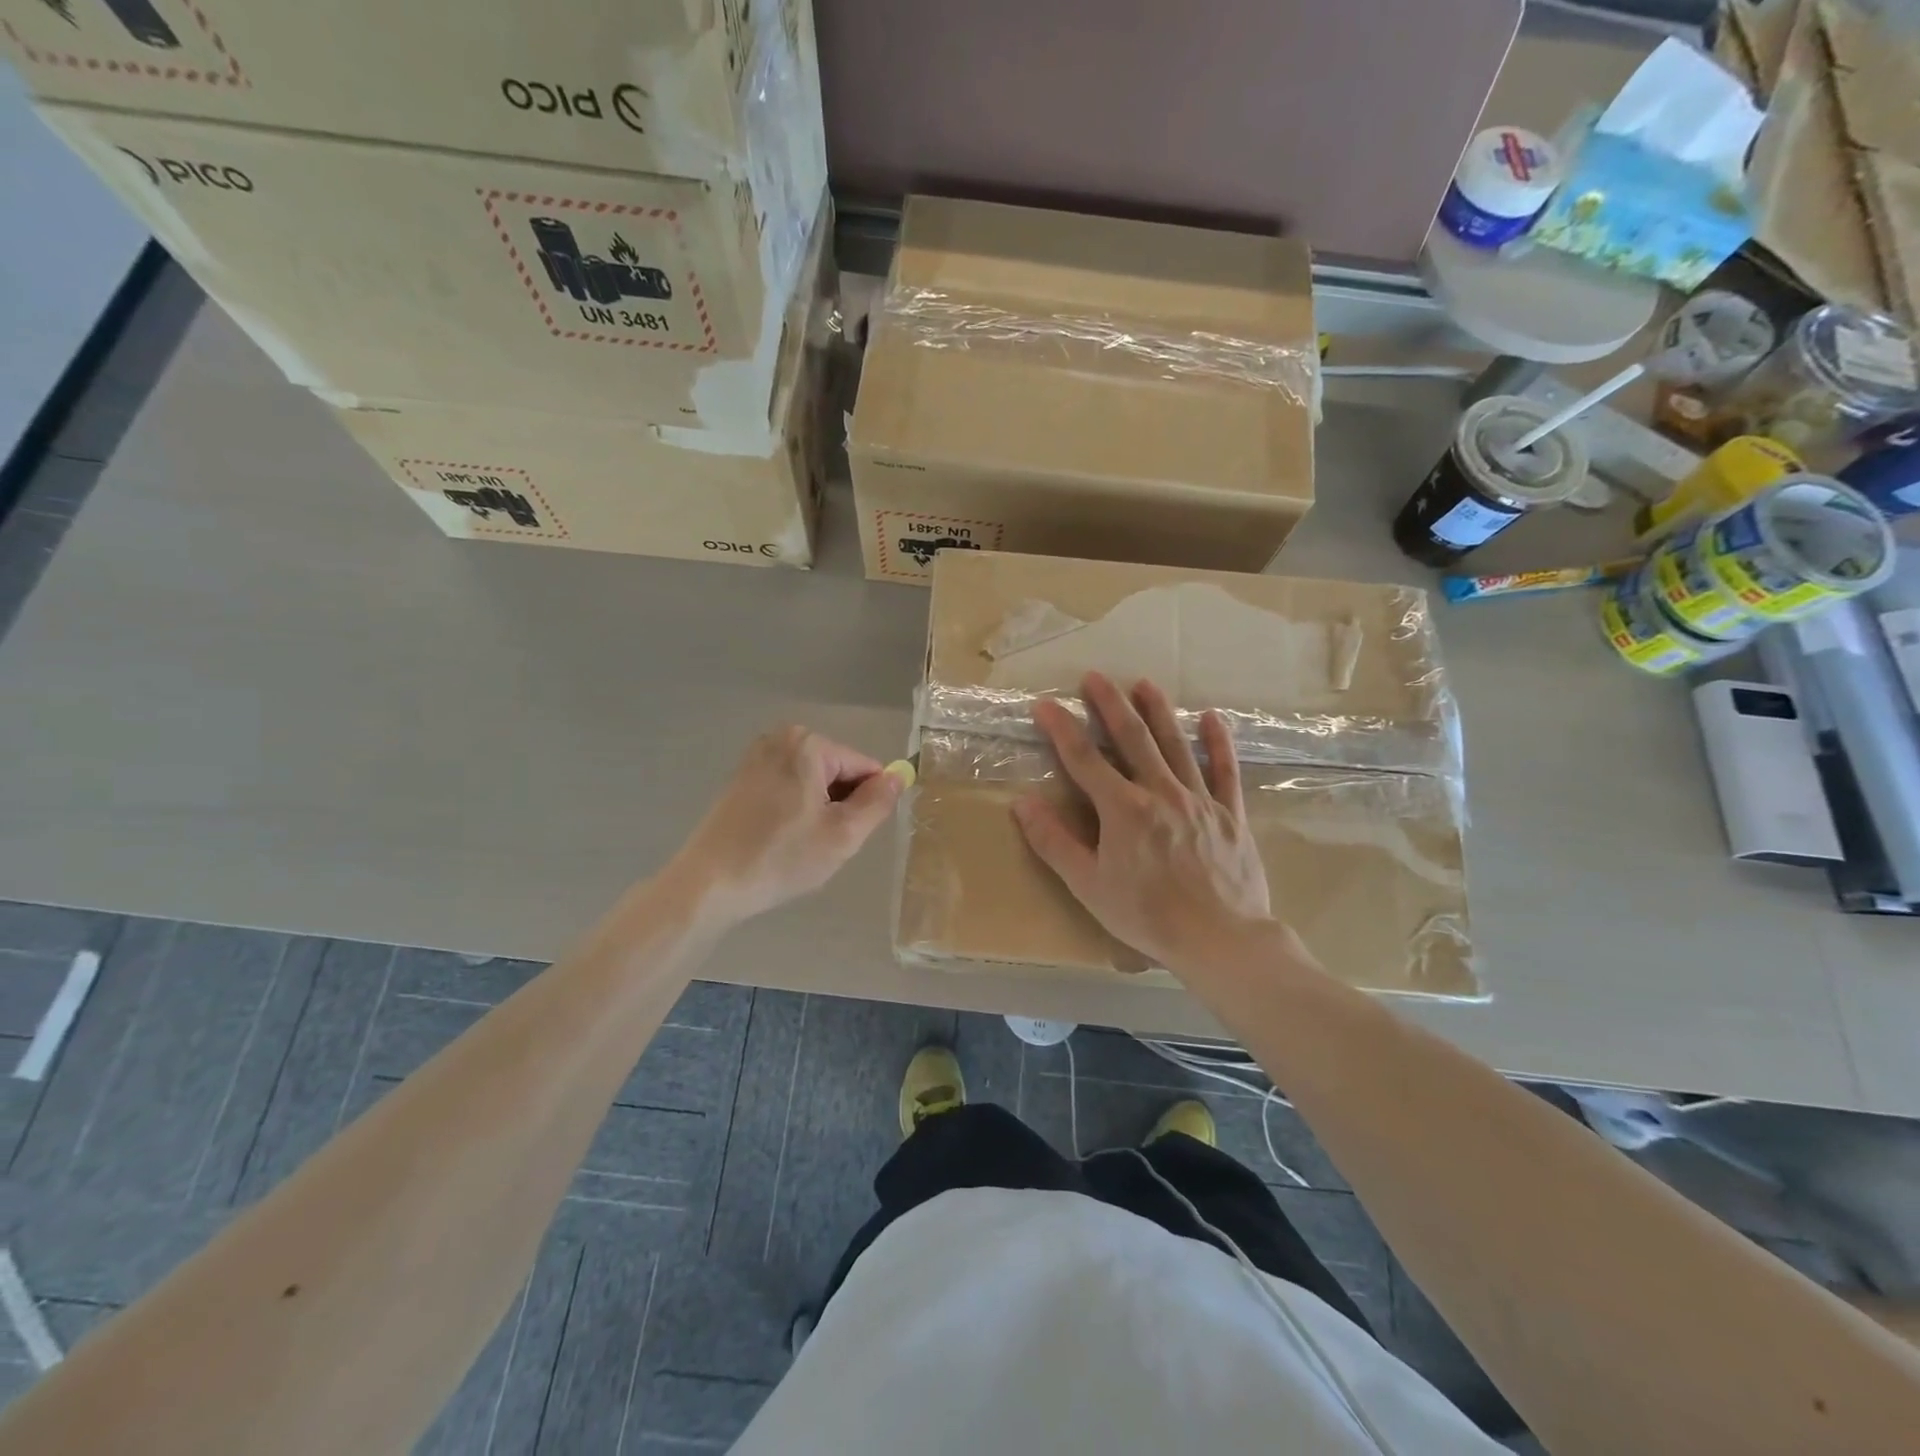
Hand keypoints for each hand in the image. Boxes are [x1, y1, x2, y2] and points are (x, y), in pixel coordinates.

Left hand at [671, 726, 905, 923]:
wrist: (710, 883)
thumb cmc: (781, 858)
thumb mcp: (843, 835)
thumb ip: (878, 802)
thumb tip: (898, 776)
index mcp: (809, 744)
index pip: (865, 767)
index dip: (868, 803)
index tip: (851, 835)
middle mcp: (782, 738)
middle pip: (838, 771)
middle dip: (840, 806)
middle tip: (821, 843)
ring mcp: (757, 755)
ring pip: (814, 782)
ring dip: (818, 811)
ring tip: (799, 844)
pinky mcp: (742, 776)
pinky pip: (789, 787)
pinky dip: (795, 810)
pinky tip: (780, 838)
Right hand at [1014, 672, 1274, 972]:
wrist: (1221, 939)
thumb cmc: (1147, 916)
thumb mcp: (1088, 886)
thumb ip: (1054, 842)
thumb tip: (1023, 803)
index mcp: (1122, 809)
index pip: (1084, 759)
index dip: (1061, 729)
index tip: (1044, 705)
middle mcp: (1160, 792)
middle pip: (1131, 739)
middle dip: (1110, 705)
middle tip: (1096, 677)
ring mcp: (1198, 799)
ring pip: (1175, 745)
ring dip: (1158, 712)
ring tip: (1144, 684)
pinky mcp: (1229, 814)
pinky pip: (1224, 771)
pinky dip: (1218, 743)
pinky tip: (1212, 718)